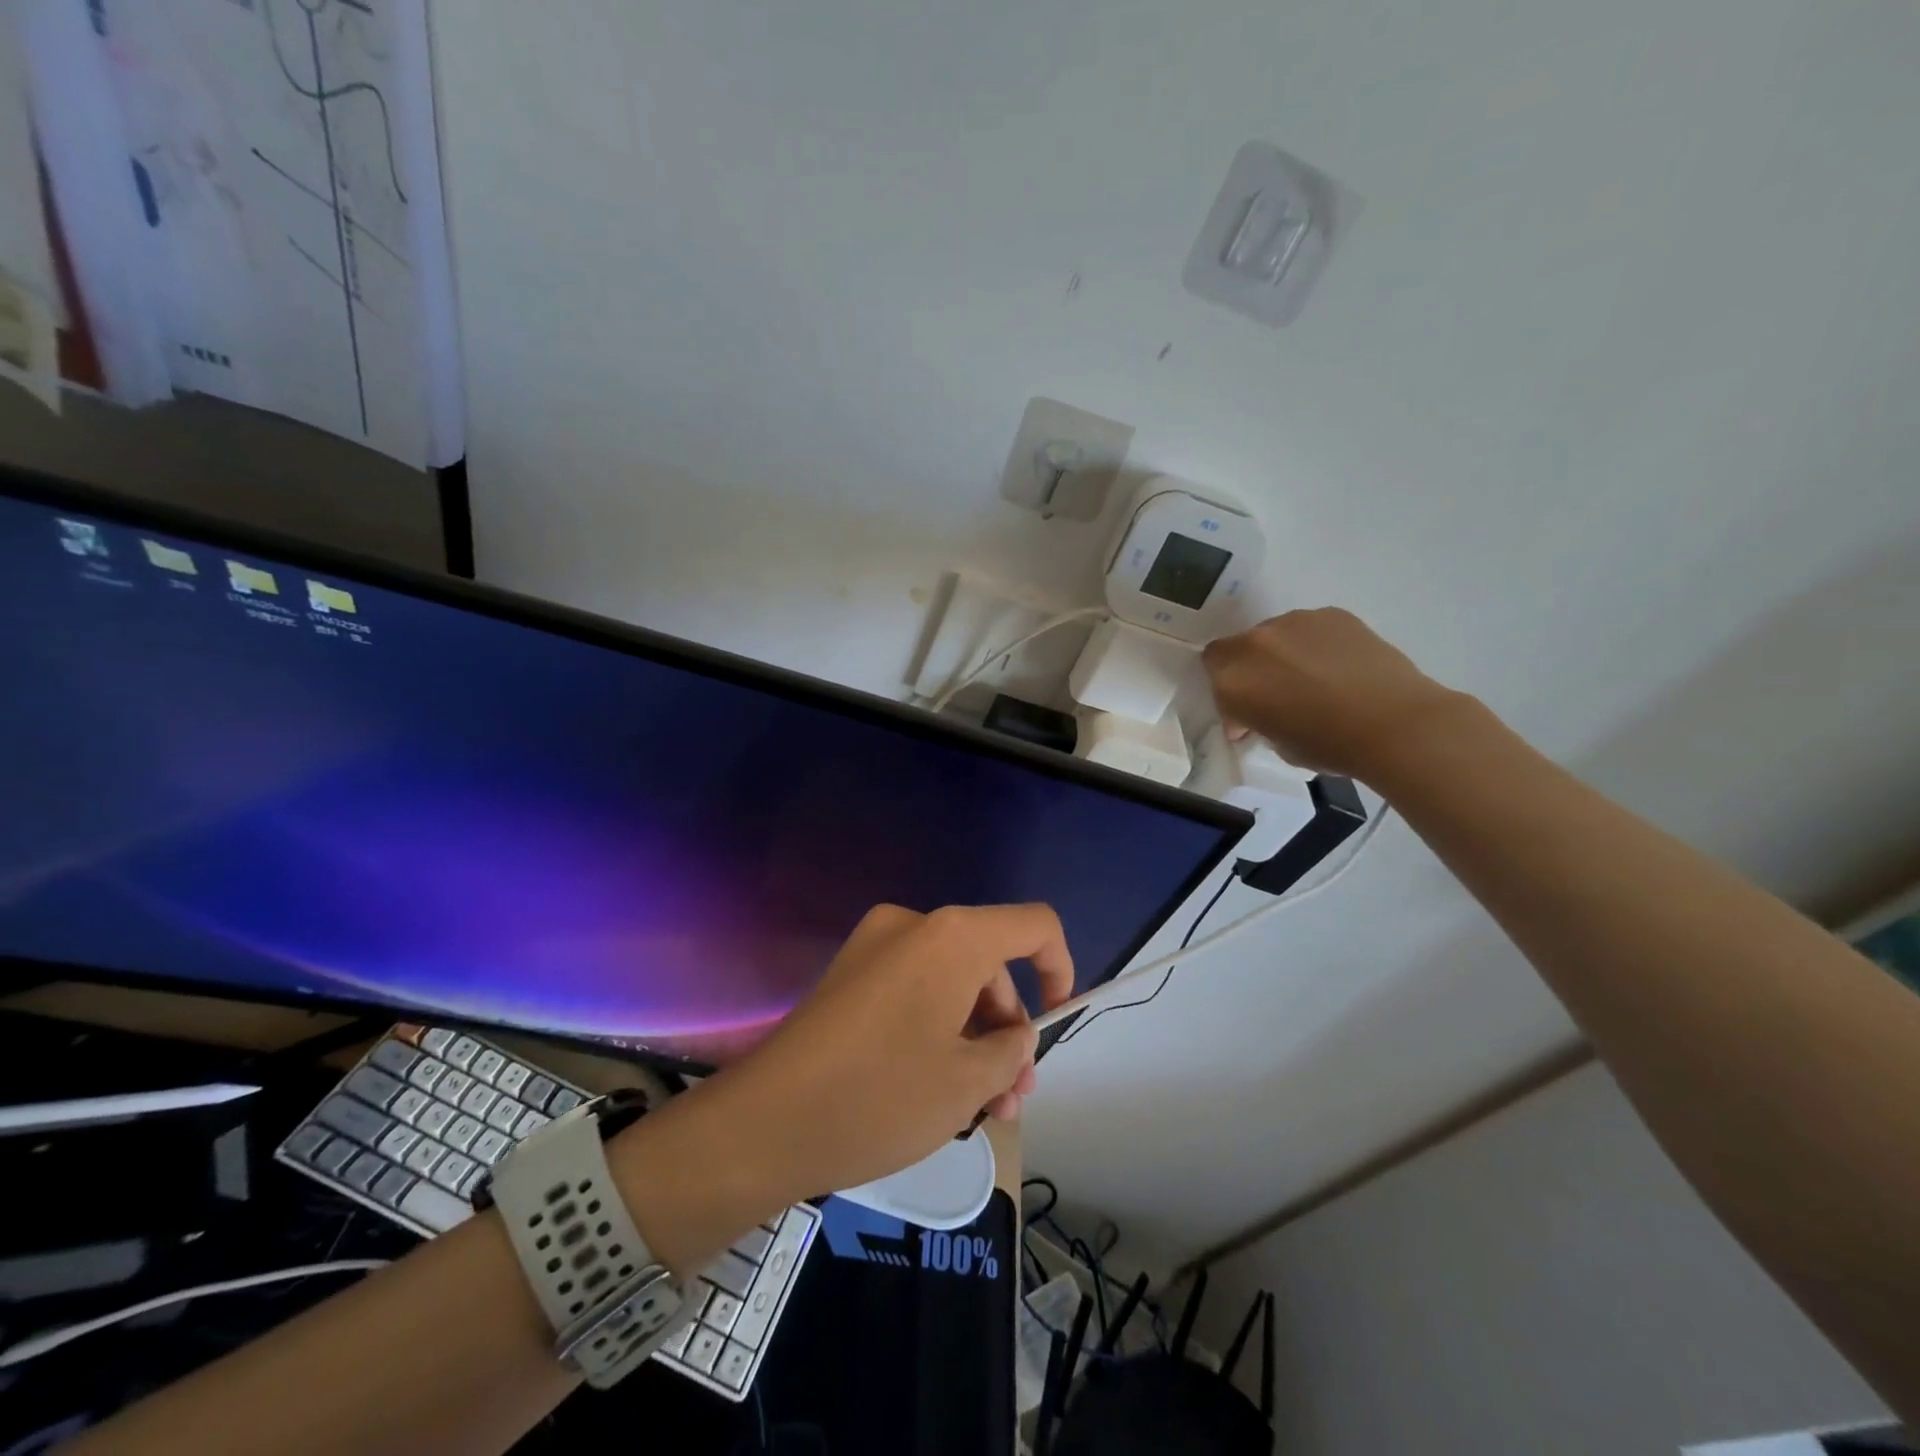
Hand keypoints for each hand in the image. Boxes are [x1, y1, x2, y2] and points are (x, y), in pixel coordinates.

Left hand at [731, 904, 1071, 1188]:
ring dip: (974, 1037)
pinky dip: (937, 1028)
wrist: (765, 1122)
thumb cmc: (881, 1096)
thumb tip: (1016, 1037)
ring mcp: (875, 946)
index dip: (1060, 968)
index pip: (1034, 925)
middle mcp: (914, 925)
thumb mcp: (967, 1082)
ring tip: (983, 1108)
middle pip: (989, 963)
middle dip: (1009, 1027)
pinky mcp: (850, 975)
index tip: (1056, 1022)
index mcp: (952, 936)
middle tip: (1013, 1096)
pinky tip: (940, 1088)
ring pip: (951, 983)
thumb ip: (1012, 1051)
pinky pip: (915, 990)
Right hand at [1202, 608, 1463, 778]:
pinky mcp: (1332, 614)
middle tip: (1278, 694)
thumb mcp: (1275, 742)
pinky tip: (1338, 668)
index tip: (1247, 713)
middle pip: (1239, 646)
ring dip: (1282, 654)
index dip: (1227, 689)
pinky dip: (1315, 644)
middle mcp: (1255, 643)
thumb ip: (1256, 719)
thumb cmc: (1328, 745)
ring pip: (1275, 635)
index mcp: (1233, 679)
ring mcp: (1295, 622)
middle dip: (1251, 668)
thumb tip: (1259, 714)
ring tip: (1313, 679)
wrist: (1395, 724)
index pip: (1211, 667)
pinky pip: (1310, 628)